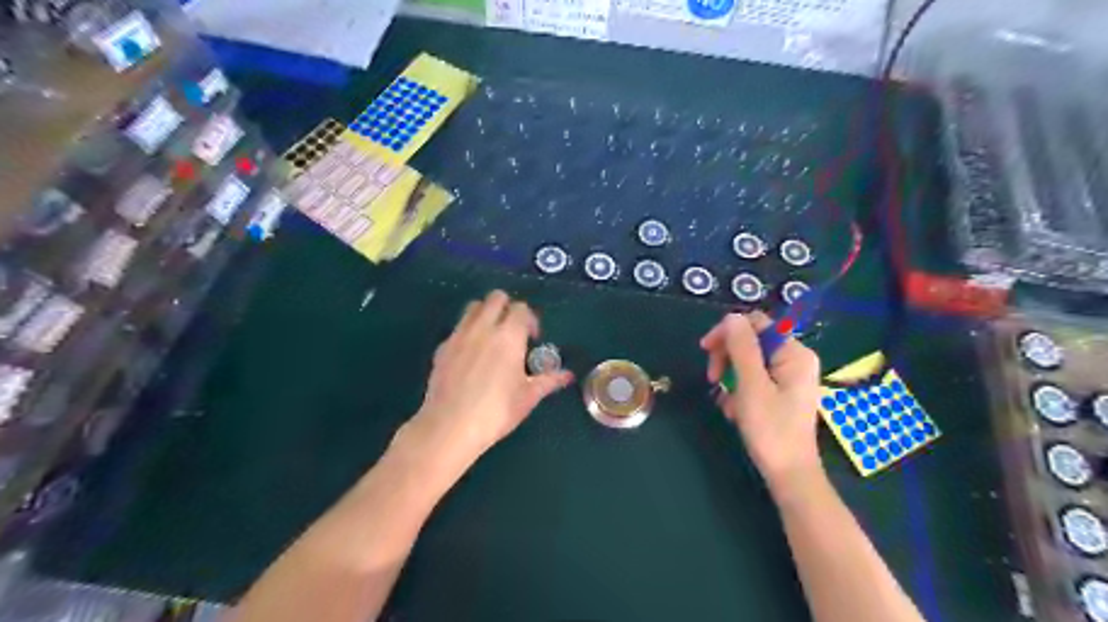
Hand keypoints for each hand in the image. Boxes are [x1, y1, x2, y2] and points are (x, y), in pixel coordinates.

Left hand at [402, 291, 569, 476]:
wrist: (450, 426)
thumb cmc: (496, 411)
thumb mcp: (528, 397)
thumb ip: (549, 380)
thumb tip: (568, 375)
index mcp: (509, 336)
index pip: (521, 308)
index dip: (530, 319)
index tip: (532, 339)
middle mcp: (483, 327)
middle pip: (496, 297)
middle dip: (507, 307)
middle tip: (512, 330)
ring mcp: (459, 335)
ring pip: (473, 307)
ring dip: (485, 313)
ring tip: (491, 337)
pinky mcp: (442, 347)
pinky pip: (458, 328)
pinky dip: (468, 332)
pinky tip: (471, 357)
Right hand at [699, 313, 821, 493]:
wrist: (789, 475)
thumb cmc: (771, 430)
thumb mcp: (751, 385)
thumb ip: (742, 348)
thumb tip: (731, 317)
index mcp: (794, 353)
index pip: (756, 323)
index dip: (728, 332)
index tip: (705, 350)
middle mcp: (795, 359)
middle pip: (752, 341)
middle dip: (727, 357)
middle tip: (712, 379)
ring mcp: (790, 377)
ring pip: (749, 362)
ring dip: (731, 378)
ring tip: (727, 403)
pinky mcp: (782, 393)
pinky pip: (754, 379)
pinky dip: (740, 391)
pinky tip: (735, 411)